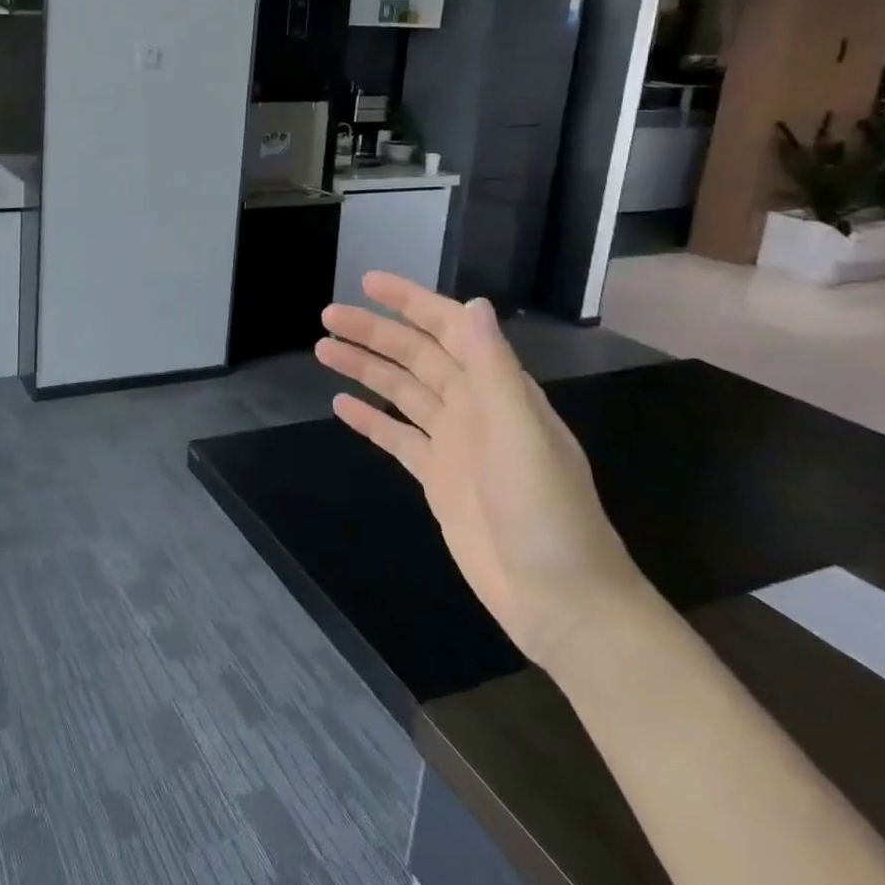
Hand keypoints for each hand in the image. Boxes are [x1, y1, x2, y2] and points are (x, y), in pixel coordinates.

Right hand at [315, 273, 649, 670]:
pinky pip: (396, 437)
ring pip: (401, 392)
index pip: (451, 330)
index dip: (411, 303)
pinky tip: (340, 405)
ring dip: (365, 369)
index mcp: (498, 391)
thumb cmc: (546, 513)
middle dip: (374, 333)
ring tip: (323, 350)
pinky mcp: (437, 478)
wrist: (561, 602)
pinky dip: (369, 419)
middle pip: (416, 357)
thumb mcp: (520, 434)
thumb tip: (472, 305)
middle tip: (327, 317)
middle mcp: (474, 408)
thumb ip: (493, 370)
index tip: (369, 283)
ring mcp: (454, 444)